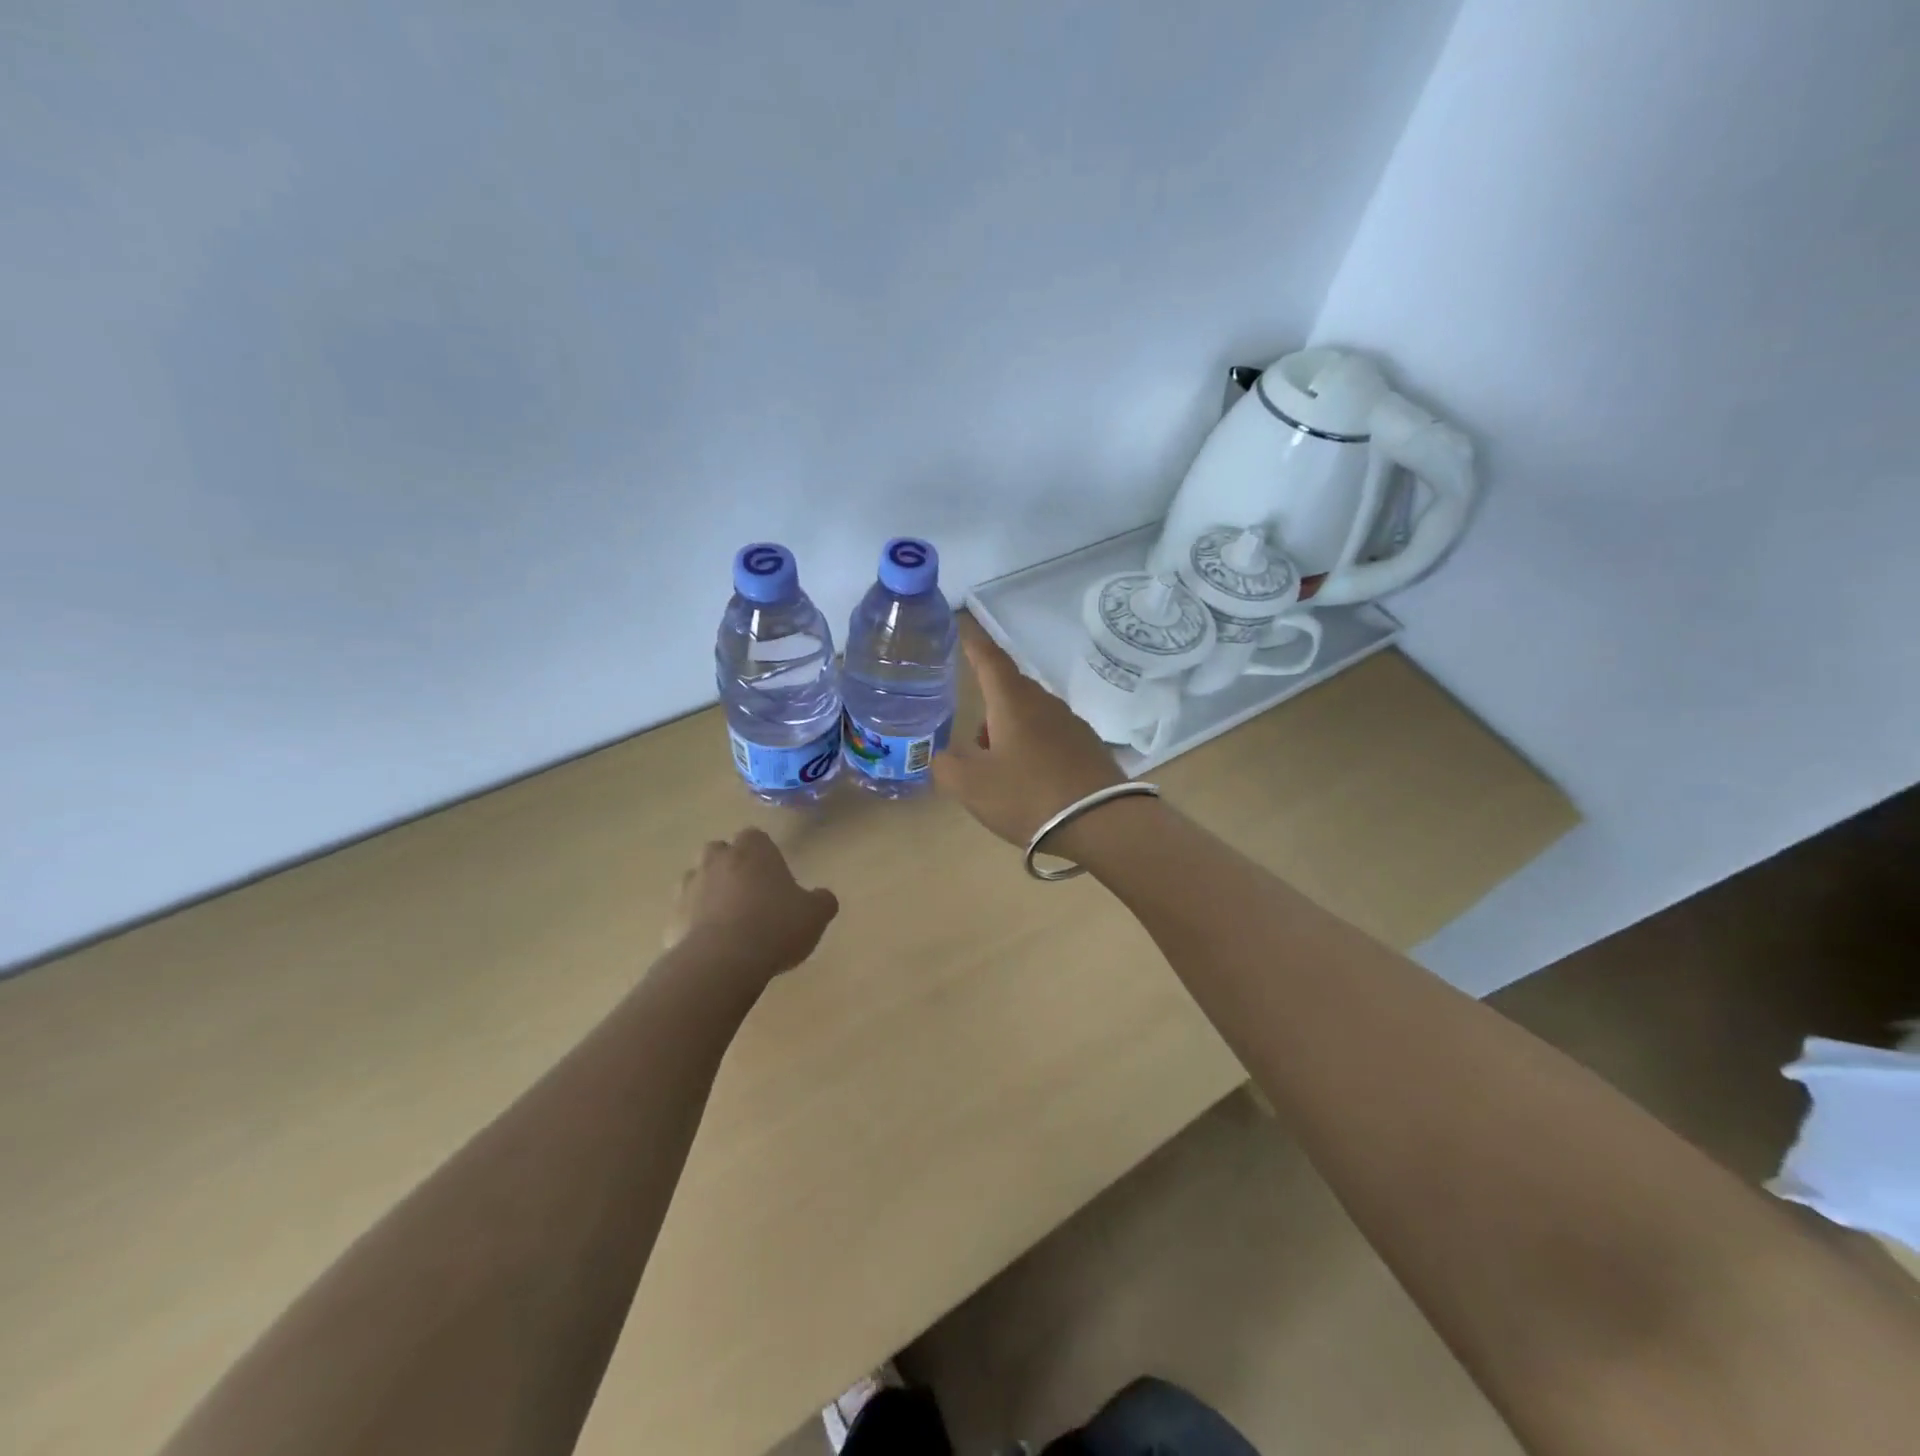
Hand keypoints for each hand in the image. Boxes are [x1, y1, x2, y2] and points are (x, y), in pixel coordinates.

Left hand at [666, 828, 838, 977]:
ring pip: (698, 881)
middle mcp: (716, 860)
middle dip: (731, 866)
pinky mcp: (671, 919)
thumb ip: (821, 901)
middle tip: (750, 894)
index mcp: (753, 849)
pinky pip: (685, 915)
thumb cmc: (775, 927)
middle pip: (720, 852)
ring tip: (730, 922)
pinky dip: (695, 925)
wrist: (722, 962)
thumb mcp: (815, 915)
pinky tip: (713, 948)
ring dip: (710, 894)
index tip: (774, 875)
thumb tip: (823, 897)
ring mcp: (689, 888)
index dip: (764, 854)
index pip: (755, 837)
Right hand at [932, 616, 1126, 847]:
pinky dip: (1032, 746)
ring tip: (998, 766)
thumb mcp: (971, 787)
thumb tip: (943, 755)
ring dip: (1010, 730)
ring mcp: (1071, 724)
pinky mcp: (1088, 747)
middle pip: (1011, 689)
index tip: (964, 626)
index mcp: (1013, 702)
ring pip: (1031, 714)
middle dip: (990, 703)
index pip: (990, 660)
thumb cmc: (1027, 796)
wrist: (1100, 824)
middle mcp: (1045, 703)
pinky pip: (1051, 735)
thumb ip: (947, 766)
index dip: (975, 643)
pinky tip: (1028, 776)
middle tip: (974, 736)